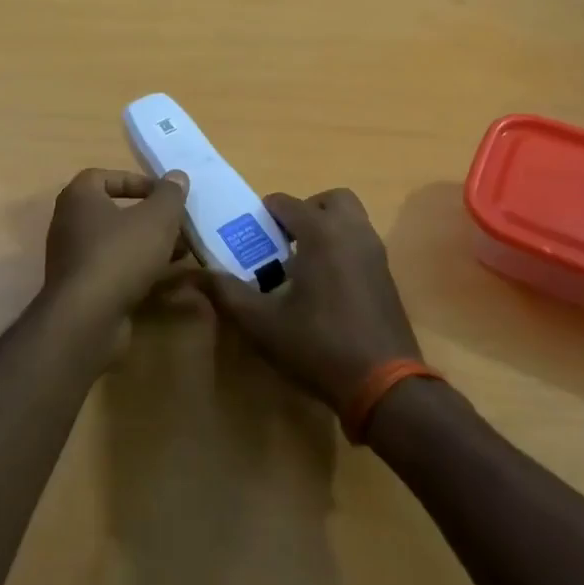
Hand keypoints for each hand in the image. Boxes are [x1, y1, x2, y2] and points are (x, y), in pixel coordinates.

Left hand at [44, 168, 189, 316]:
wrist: (87, 318)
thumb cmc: (120, 254)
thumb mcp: (156, 218)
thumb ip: (169, 194)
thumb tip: (177, 176)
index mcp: (80, 197)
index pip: (107, 176)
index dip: (138, 181)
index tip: (165, 195)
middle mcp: (70, 223)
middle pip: (116, 211)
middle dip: (151, 218)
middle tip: (179, 225)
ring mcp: (74, 258)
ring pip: (118, 243)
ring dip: (149, 245)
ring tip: (183, 252)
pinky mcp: (82, 289)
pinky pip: (115, 269)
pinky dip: (139, 270)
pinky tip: (167, 279)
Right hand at [195, 188, 421, 412]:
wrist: (385, 384)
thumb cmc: (319, 345)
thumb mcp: (261, 323)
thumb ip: (227, 293)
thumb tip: (195, 274)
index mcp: (321, 232)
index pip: (285, 203)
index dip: (263, 215)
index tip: (249, 238)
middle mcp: (352, 231)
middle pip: (328, 200)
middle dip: (305, 211)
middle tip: (283, 241)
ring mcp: (375, 252)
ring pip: (350, 219)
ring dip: (326, 228)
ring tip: (302, 263)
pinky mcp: (387, 275)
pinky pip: (361, 243)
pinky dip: (343, 248)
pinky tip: (325, 286)